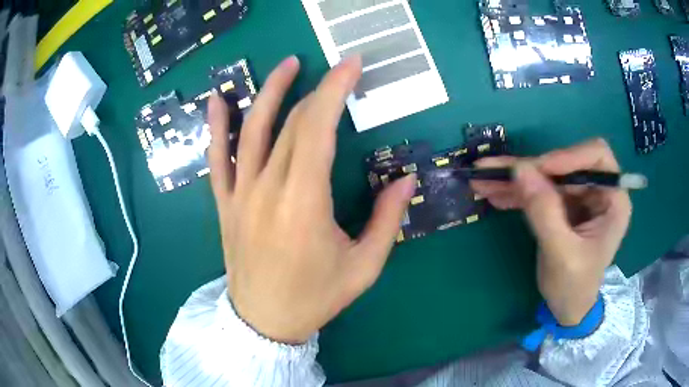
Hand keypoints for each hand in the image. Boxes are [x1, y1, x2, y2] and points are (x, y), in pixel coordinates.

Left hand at [206, 56, 416, 343]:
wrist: (264, 321)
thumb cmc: (315, 298)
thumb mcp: (364, 267)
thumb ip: (388, 220)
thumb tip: (406, 180)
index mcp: (304, 203)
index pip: (318, 128)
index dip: (335, 89)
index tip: (351, 64)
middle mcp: (267, 189)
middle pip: (291, 124)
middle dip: (317, 90)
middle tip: (337, 71)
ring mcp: (240, 194)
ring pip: (251, 131)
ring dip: (269, 92)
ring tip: (287, 64)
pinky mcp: (225, 204)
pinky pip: (216, 159)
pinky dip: (215, 127)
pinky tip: (216, 100)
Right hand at [471, 139, 631, 325]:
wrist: (568, 308)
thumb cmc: (574, 287)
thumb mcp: (561, 254)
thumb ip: (544, 212)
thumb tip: (520, 170)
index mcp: (613, 200)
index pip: (596, 157)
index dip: (567, 157)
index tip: (538, 170)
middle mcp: (598, 191)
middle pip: (564, 163)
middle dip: (531, 169)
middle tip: (495, 172)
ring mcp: (579, 197)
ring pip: (547, 175)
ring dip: (516, 178)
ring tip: (483, 180)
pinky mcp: (562, 205)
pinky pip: (539, 190)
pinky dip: (517, 192)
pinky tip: (494, 194)